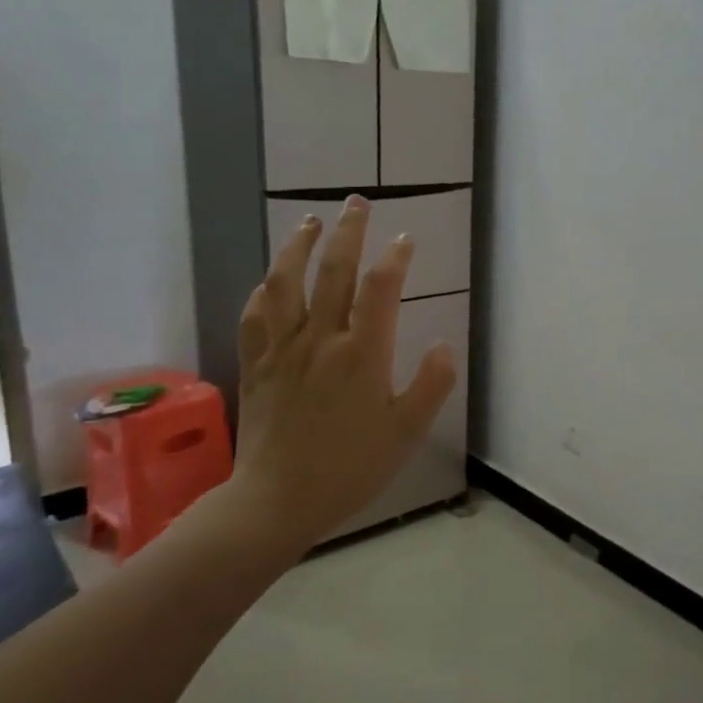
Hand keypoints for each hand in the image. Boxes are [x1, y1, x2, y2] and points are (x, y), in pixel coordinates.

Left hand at [224, 196, 456, 551]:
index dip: (395, 257)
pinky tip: (272, 279)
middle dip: (348, 231)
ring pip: (286, 282)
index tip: (405, 239)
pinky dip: (266, 288)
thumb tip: (445, 347)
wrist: (279, 499)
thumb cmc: (350, 468)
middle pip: (333, 271)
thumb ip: (431, 386)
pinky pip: (257, 314)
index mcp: (362, 355)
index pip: (380, 289)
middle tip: (357, 203)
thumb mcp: (406, 433)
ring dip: (299, 245)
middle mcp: (321, 339)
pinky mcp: (257, 363)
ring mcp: (283, 349)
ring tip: (310, 222)